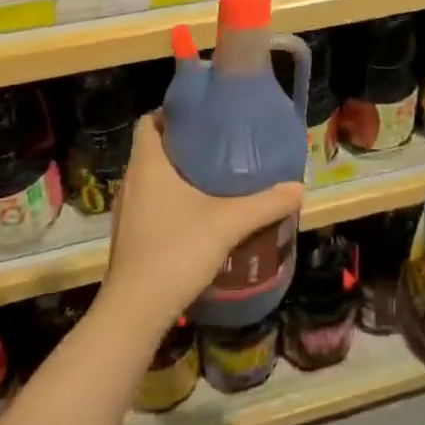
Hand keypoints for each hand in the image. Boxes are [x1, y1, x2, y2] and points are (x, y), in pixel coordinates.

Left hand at [104, 111, 304, 334]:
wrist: (136, 311)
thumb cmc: (177, 250)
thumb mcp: (229, 222)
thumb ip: (265, 203)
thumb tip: (298, 187)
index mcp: (147, 164)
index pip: (148, 121)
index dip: (171, 113)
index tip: (202, 116)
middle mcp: (131, 181)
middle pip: (152, 148)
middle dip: (182, 143)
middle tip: (218, 144)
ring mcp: (126, 210)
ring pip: (151, 178)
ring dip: (176, 173)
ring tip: (212, 177)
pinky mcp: (129, 235)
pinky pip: (149, 203)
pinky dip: (170, 199)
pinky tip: (197, 214)